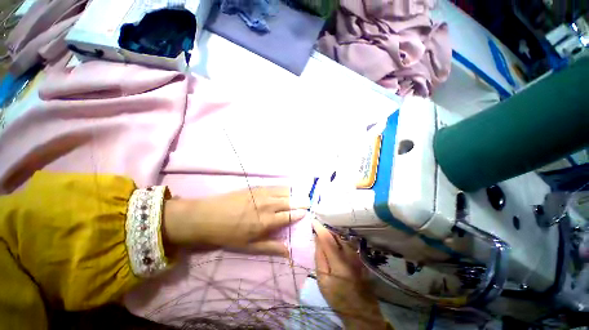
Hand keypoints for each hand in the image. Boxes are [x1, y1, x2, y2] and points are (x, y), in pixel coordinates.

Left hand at [163, 186, 308, 256]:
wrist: (207, 216)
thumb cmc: (228, 234)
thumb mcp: (248, 247)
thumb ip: (270, 247)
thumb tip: (288, 253)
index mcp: (266, 221)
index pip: (289, 216)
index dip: (299, 213)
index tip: (306, 212)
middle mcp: (267, 205)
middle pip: (289, 201)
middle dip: (300, 201)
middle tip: (309, 201)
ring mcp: (262, 194)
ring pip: (284, 191)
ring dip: (294, 193)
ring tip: (301, 194)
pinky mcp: (256, 187)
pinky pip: (274, 185)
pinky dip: (283, 187)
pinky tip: (287, 188)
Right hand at [313, 220, 387, 328]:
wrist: (361, 310)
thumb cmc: (338, 298)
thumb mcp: (323, 280)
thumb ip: (320, 258)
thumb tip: (317, 240)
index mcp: (338, 260)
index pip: (327, 238)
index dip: (319, 228)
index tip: (313, 220)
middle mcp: (349, 254)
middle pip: (335, 235)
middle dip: (325, 229)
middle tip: (316, 227)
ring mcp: (356, 255)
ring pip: (341, 238)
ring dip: (332, 233)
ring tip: (323, 233)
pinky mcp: (359, 257)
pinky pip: (346, 243)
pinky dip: (338, 239)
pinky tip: (334, 242)